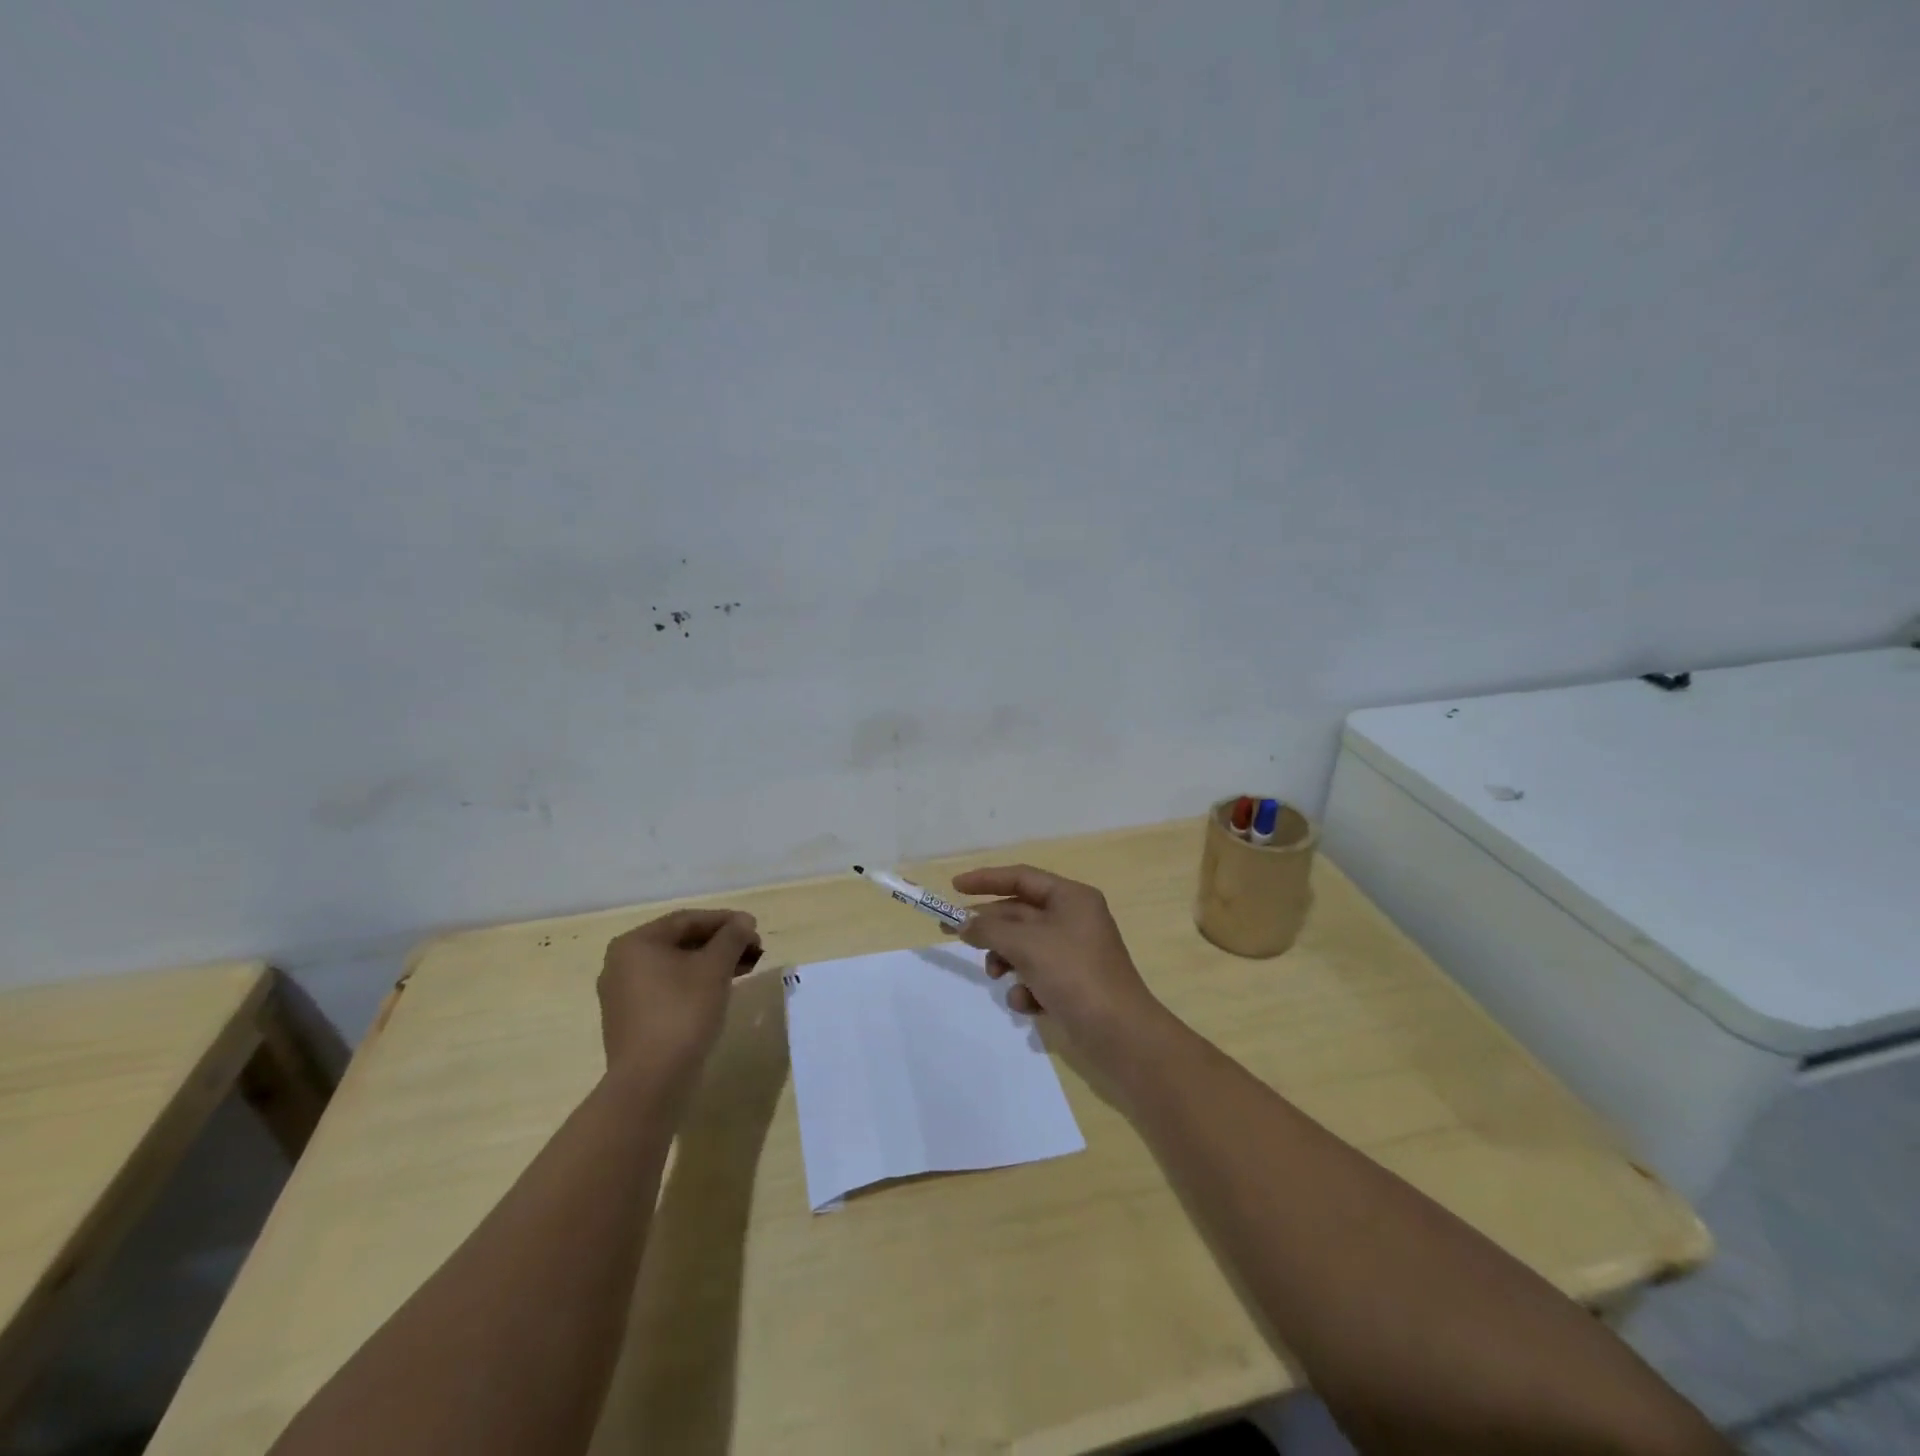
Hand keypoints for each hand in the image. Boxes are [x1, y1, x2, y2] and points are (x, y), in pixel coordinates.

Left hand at [598, 909, 760, 1099]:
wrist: (651, 1082)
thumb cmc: (682, 1012)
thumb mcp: (714, 968)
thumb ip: (731, 938)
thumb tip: (744, 921)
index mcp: (635, 944)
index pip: (686, 920)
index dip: (725, 920)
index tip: (753, 928)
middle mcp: (622, 964)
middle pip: (680, 942)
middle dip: (720, 943)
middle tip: (753, 950)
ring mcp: (624, 994)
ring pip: (676, 967)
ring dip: (712, 964)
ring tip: (745, 969)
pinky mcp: (632, 1020)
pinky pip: (668, 989)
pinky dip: (696, 984)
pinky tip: (721, 991)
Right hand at [951, 865, 1164, 1047]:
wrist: (1119, 1034)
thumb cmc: (1074, 974)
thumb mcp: (1026, 944)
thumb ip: (989, 929)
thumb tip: (964, 923)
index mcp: (1071, 898)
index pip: (1021, 877)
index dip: (985, 879)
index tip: (954, 887)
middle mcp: (1073, 919)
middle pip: (1019, 913)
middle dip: (989, 928)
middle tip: (950, 933)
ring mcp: (1073, 953)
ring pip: (1023, 947)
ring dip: (1005, 960)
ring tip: (997, 975)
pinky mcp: (1071, 984)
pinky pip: (1036, 975)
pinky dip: (1025, 987)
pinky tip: (1027, 1004)